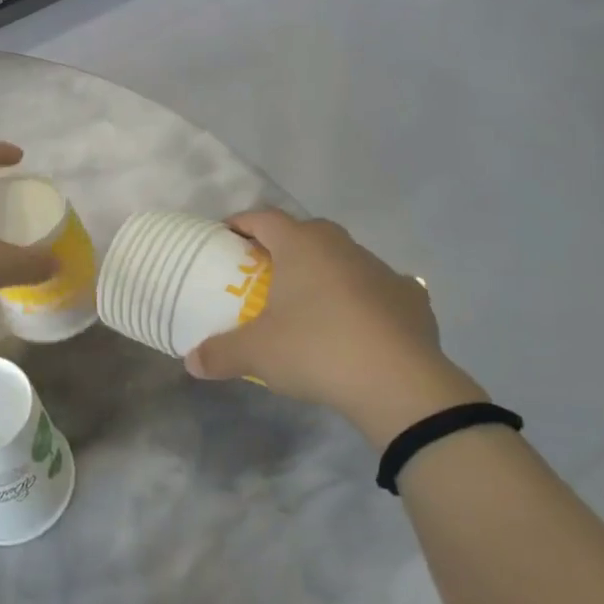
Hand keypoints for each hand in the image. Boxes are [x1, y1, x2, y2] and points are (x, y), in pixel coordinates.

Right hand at [184, 210, 486, 447]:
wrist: (401, 385)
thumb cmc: (317, 350)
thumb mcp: (257, 354)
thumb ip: (219, 353)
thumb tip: (191, 362)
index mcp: (302, 245)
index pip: (264, 218)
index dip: (242, 224)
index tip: (226, 237)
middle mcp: (342, 247)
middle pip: (306, 233)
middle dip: (283, 247)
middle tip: (264, 273)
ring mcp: (382, 270)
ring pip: (344, 259)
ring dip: (324, 272)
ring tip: (309, 304)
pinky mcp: (412, 299)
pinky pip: (378, 289)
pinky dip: (364, 299)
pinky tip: (358, 325)